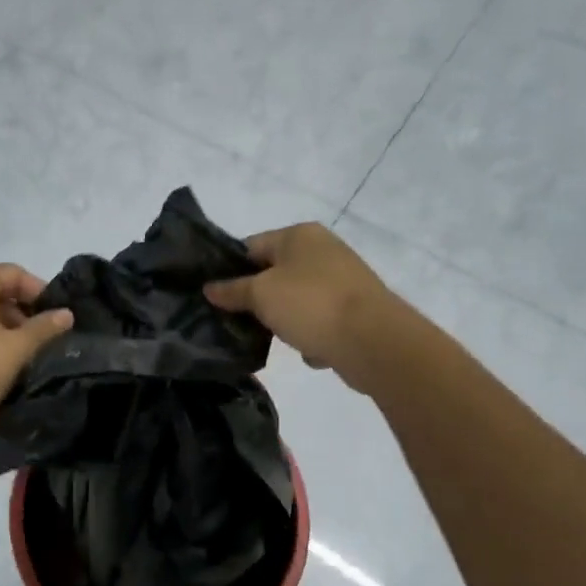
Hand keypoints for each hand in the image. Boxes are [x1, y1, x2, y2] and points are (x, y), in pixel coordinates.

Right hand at [204, 224, 406, 392]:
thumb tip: (210, 288)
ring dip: (285, 321)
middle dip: (257, 299)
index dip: (229, 270)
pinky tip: (311, 351)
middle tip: (237, 322)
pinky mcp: (356, 309)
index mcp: (299, 234)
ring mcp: (342, 280)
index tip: (214, 297)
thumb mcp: (261, 295)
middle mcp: (323, 250)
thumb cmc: (311, 305)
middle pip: (274, 273)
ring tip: (275, 340)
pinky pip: (320, 321)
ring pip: (297, 300)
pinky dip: (312, 335)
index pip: (251, 246)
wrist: (375, 341)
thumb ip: (232, 291)